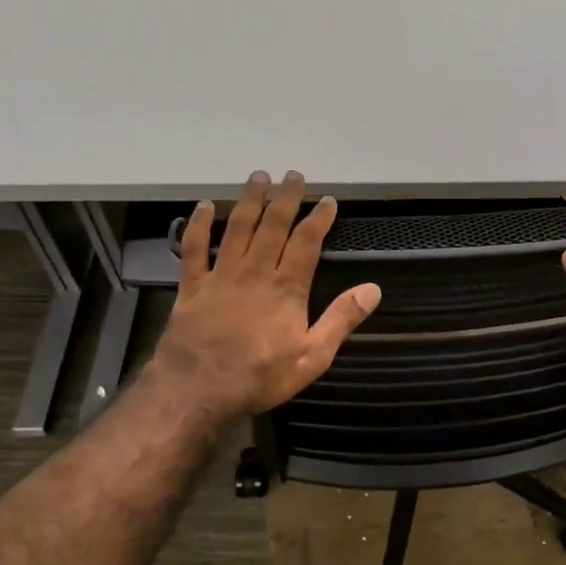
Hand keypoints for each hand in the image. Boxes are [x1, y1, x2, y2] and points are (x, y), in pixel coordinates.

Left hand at [150, 171, 380, 419]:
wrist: (198, 389)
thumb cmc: (260, 376)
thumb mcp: (312, 357)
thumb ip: (341, 320)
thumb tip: (373, 289)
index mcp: (287, 288)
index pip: (306, 243)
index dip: (318, 219)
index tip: (328, 200)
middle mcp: (255, 272)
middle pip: (273, 226)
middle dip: (286, 199)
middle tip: (293, 175)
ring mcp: (221, 276)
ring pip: (237, 229)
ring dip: (249, 201)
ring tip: (259, 177)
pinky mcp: (193, 286)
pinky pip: (195, 249)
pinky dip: (199, 225)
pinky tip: (205, 206)